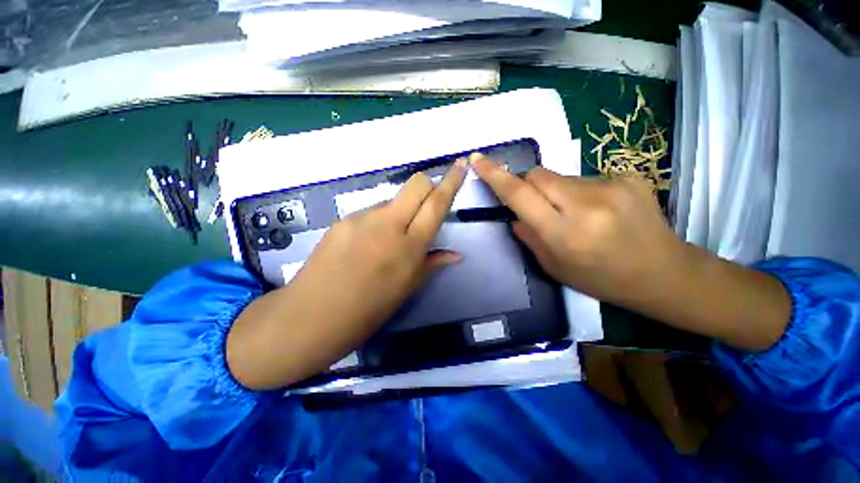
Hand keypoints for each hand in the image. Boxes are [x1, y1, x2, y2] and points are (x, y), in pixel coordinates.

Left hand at [227, 160, 467, 388]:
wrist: (313, 315)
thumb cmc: (369, 310)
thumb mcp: (407, 288)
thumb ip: (432, 263)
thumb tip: (456, 254)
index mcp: (410, 246)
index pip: (437, 204)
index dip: (451, 181)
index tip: (460, 164)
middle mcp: (389, 224)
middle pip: (416, 184)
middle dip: (428, 185)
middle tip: (428, 203)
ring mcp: (363, 218)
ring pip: (392, 199)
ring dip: (401, 209)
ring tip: (390, 237)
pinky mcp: (343, 219)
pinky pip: (371, 211)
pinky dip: (379, 220)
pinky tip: (367, 242)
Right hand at [472, 154, 790, 350]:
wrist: (663, 273)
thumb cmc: (600, 278)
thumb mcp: (554, 267)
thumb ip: (528, 237)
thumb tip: (515, 213)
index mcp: (564, 233)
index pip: (520, 195)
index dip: (496, 176)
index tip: (478, 160)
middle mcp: (586, 205)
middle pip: (538, 175)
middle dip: (527, 185)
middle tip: (536, 204)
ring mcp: (612, 187)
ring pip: (561, 177)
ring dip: (556, 192)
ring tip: (575, 214)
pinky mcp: (630, 176)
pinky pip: (585, 178)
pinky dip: (580, 192)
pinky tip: (599, 211)